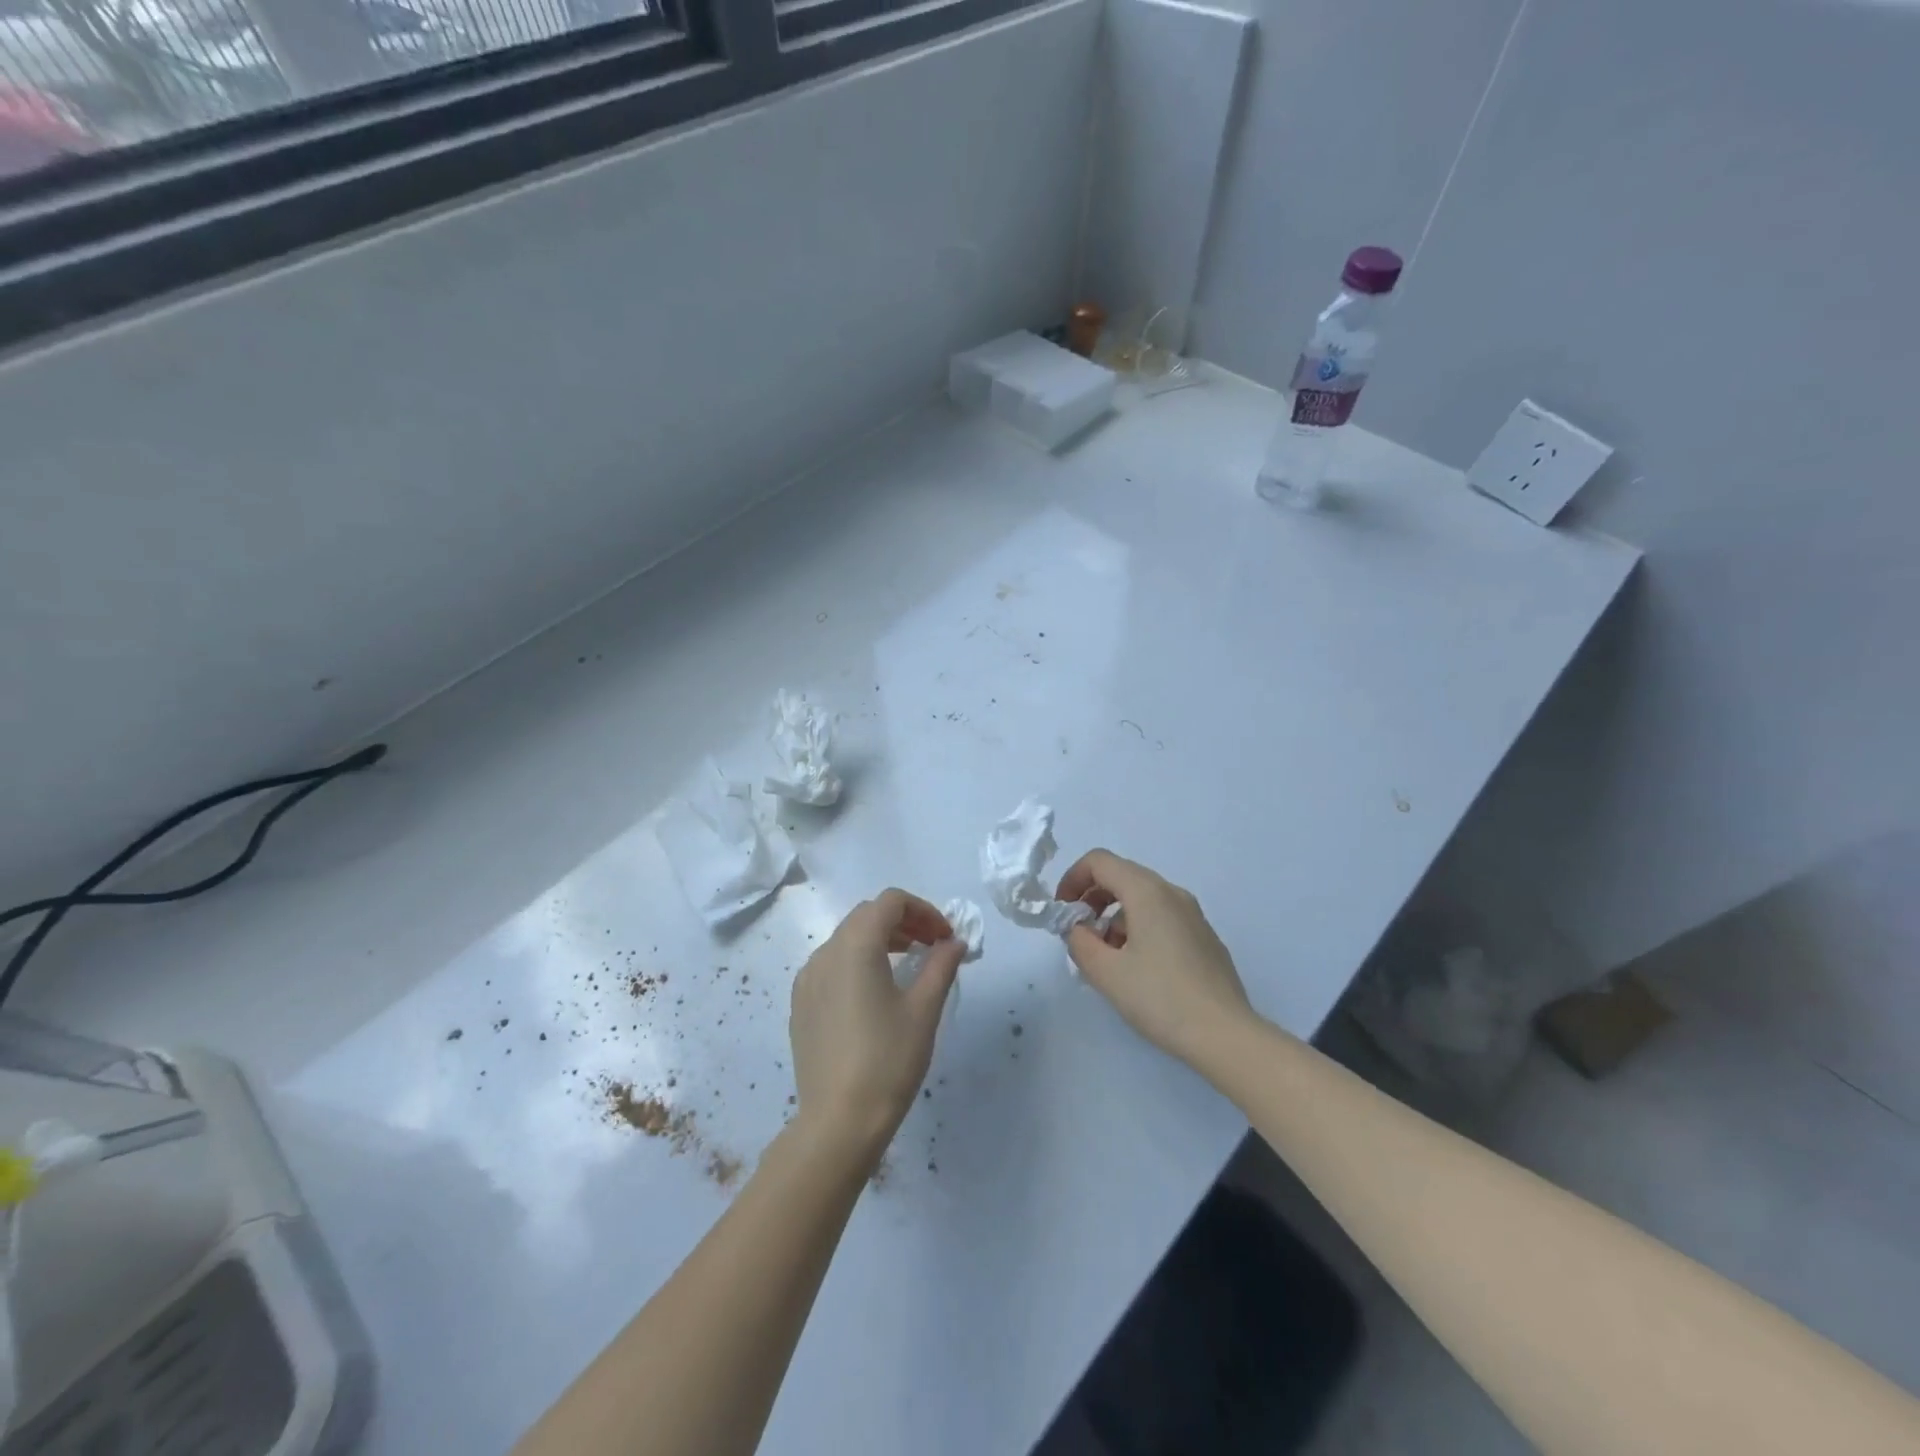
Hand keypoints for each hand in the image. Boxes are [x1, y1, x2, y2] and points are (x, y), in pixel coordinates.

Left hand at [789, 889, 962, 1164]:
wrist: (838, 1122)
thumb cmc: (888, 1060)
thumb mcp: (924, 1010)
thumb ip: (941, 966)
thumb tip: (955, 942)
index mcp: (855, 946)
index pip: (890, 902)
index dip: (924, 910)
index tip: (946, 937)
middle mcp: (825, 952)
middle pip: (867, 915)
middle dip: (904, 921)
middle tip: (933, 946)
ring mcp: (807, 979)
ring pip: (847, 938)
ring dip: (881, 939)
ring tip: (909, 964)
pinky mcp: (801, 1004)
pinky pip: (831, 965)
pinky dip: (858, 961)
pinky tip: (876, 992)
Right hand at [1055, 850, 1253, 1066]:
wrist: (1226, 1035)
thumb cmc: (1161, 998)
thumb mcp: (1106, 972)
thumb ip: (1079, 942)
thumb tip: (1077, 929)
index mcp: (1147, 892)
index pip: (1099, 861)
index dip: (1072, 879)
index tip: (1062, 912)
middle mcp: (1172, 893)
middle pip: (1121, 876)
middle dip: (1092, 899)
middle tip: (1079, 934)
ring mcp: (1193, 915)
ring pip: (1142, 898)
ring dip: (1114, 917)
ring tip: (1106, 958)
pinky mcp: (1204, 937)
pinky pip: (1162, 917)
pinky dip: (1138, 928)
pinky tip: (1137, 969)